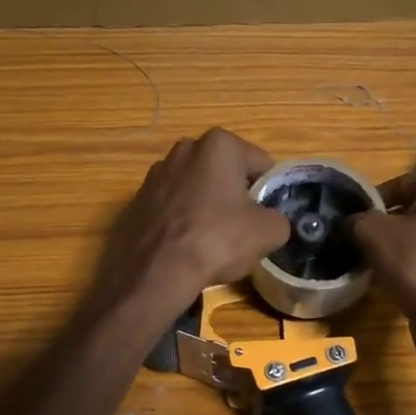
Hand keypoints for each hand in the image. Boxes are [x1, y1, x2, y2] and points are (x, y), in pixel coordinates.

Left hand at [92, 129, 290, 324]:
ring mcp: (156, 173)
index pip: (261, 164)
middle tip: (242, 227)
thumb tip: (272, 222)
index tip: (267, 215)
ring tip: (212, 240)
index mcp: (220, 144)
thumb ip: (279, 219)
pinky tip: (185, 245)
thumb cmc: (217, 239)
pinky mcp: (136, 199)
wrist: (156, 270)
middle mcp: (185, 149)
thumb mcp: (268, 232)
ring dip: (207, 206)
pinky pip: (172, 206)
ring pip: (197, 189)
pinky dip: (182, 219)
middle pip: (225, 173)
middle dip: (235, 194)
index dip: (269, 191)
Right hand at [351, 170, 415, 361]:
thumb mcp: (372, 233)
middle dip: (395, 222)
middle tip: (369, 240)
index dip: (377, 200)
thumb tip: (350, 221)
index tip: (359, 219)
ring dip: (410, 243)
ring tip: (385, 262)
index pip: (405, 184)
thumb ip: (357, 218)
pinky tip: (408, 280)